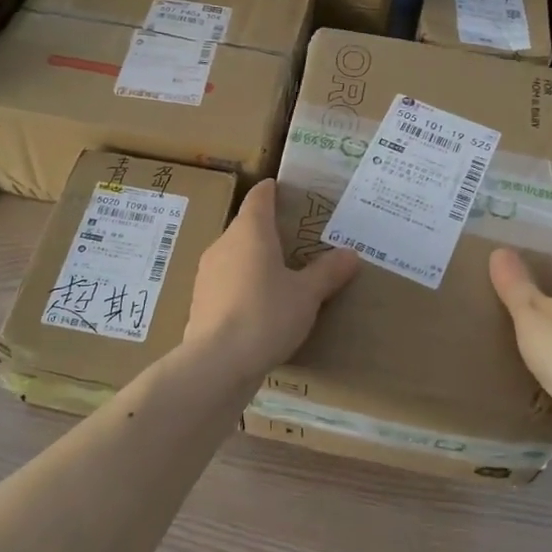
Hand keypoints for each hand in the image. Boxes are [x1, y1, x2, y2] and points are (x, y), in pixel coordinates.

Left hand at [185, 180, 360, 379]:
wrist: (217, 362)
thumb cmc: (266, 315)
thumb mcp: (307, 295)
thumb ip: (328, 272)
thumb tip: (350, 254)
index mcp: (250, 231)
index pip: (259, 198)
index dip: (271, 190)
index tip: (283, 189)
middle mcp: (223, 244)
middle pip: (246, 227)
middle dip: (267, 230)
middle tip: (295, 238)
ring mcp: (207, 273)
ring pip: (234, 255)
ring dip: (254, 259)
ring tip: (280, 273)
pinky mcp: (200, 301)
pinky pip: (226, 282)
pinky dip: (243, 284)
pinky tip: (259, 304)